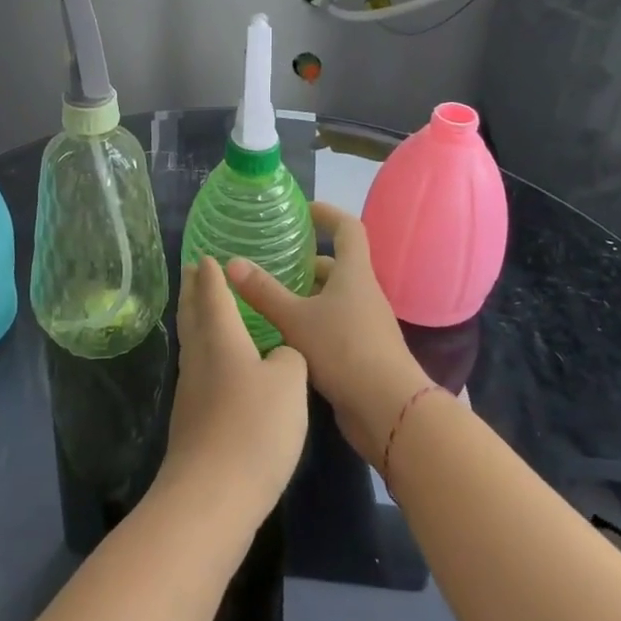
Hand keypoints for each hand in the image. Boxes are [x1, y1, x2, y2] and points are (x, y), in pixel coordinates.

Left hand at [156, 257, 308, 524]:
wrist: (212, 497)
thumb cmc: (253, 428)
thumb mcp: (289, 384)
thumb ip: (289, 357)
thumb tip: (278, 355)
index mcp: (220, 338)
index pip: (212, 294)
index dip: (210, 273)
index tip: (205, 254)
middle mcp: (199, 357)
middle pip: (191, 314)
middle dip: (192, 289)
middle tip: (192, 269)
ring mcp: (191, 391)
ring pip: (192, 342)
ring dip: (195, 319)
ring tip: (205, 308)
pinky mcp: (192, 421)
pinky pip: (198, 369)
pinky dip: (204, 352)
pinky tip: (219, 364)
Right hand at [227, 202, 432, 467]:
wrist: (389, 410)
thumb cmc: (344, 350)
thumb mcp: (295, 318)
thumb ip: (263, 291)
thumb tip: (231, 263)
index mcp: (354, 274)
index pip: (348, 228)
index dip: (328, 214)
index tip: (304, 211)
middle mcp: (364, 293)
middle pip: (337, 266)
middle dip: (307, 262)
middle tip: (273, 263)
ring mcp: (366, 324)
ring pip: (334, 298)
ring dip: (307, 295)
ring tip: (271, 299)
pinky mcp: (362, 352)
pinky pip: (335, 325)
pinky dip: (312, 322)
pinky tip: (286, 336)